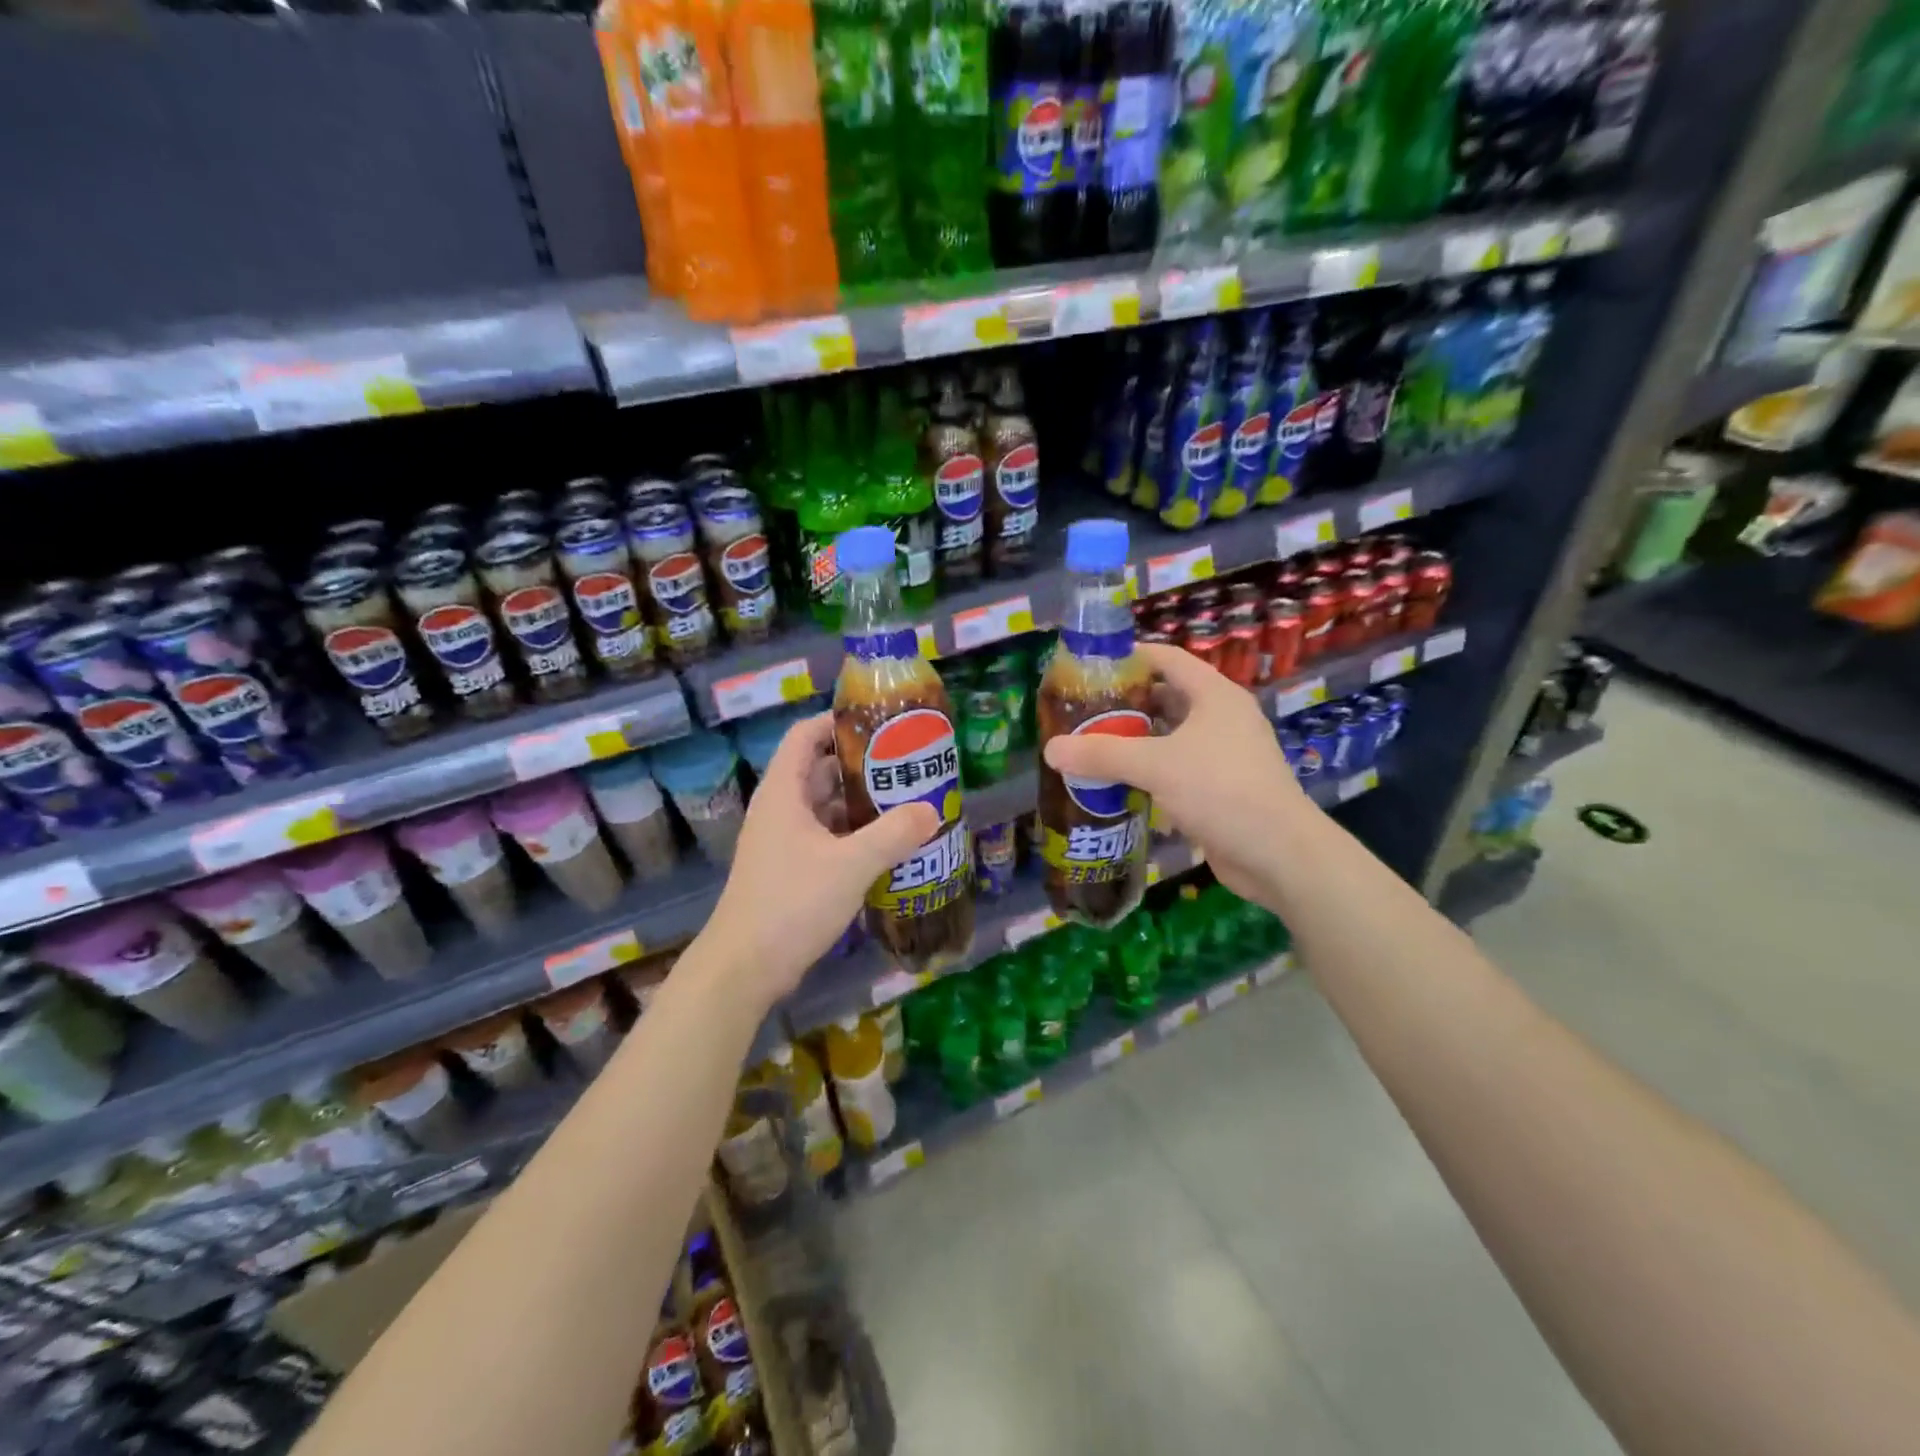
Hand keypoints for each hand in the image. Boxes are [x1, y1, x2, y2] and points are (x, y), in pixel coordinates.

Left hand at [701, 713, 938, 1004]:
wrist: (745, 968)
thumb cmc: (792, 903)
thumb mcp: (850, 865)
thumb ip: (893, 835)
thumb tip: (932, 811)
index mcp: (784, 792)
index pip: (805, 735)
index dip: (838, 721)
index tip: (880, 724)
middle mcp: (781, 809)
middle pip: (820, 769)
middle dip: (861, 764)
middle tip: (906, 764)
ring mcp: (784, 841)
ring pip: (826, 807)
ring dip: (860, 803)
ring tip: (905, 800)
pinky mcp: (791, 870)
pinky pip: (826, 837)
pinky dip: (854, 834)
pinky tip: (886, 844)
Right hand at [1040, 642, 1309, 908]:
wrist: (1280, 855)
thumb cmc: (1222, 791)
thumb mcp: (1156, 766)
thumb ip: (1102, 755)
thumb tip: (1051, 749)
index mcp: (1215, 695)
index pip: (1168, 659)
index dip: (1131, 657)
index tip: (1090, 666)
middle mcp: (1222, 718)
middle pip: (1167, 698)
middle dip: (1126, 703)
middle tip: (1082, 711)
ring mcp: (1224, 755)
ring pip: (1170, 737)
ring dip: (1135, 740)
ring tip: (1092, 745)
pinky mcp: (1221, 789)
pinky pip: (1177, 768)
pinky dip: (1149, 771)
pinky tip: (1118, 783)